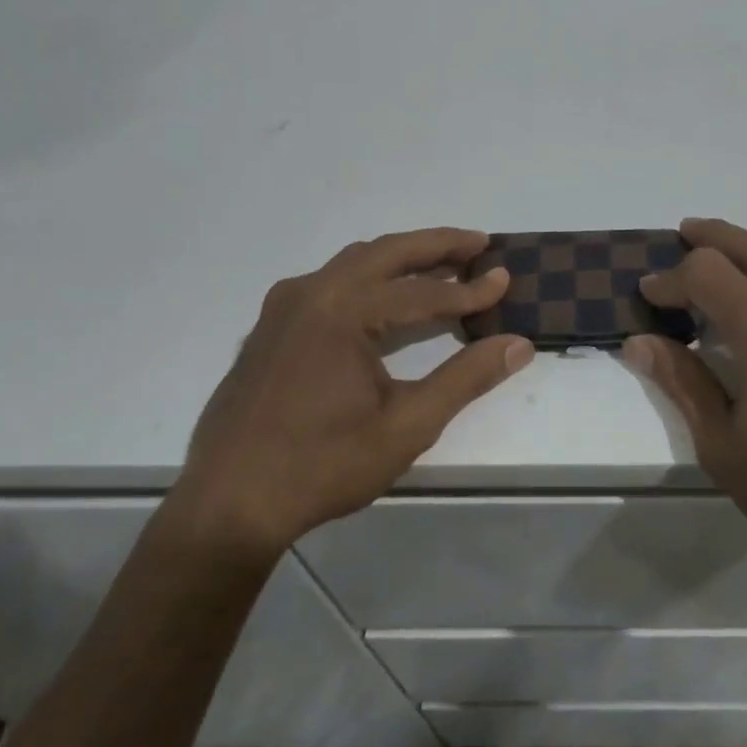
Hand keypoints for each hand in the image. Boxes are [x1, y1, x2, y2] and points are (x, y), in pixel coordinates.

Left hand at [172, 229, 533, 558]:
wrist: (227, 504)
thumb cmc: (322, 466)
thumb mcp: (406, 426)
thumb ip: (465, 379)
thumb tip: (518, 345)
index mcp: (343, 311)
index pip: (423, 292)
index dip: (470, 289)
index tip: (506, 280)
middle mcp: (311, 293)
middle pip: (386, 254)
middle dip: (436, 245)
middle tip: (480, 242)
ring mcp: (284, 307)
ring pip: (354, 264)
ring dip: (401, 259)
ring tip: (441, 264)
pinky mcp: (270, 327)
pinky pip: (328, 284)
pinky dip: (367, 279)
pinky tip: (383, 300)